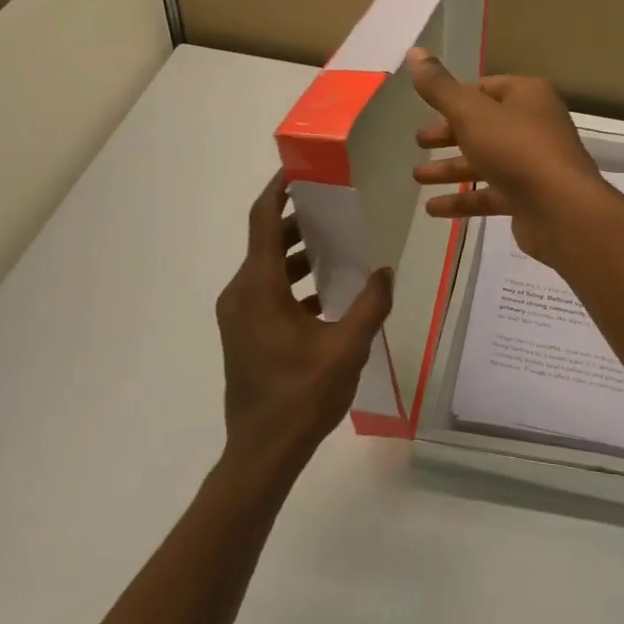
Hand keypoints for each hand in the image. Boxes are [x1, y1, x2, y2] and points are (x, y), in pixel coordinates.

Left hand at [214, 173, 393, 480]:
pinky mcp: (245, 334)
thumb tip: (384, 271)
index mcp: (259, 288)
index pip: (263, 221)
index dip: (278, 191)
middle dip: (298, 220)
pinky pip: (268, 291)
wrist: (262, 453)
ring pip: (268, 268)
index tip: (300, 170)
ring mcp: (240, 316)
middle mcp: (242, 294)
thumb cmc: (301, 396)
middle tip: (334, 205)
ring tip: (337, 245)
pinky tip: (328, 293)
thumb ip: (369, 304)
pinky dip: (294, 281)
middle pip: (266, 241)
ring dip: (298, 253)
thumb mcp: (346, 348)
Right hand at [406, 48, 614, 268]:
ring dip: (451, 168)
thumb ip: (439, 87)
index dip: (456, 97)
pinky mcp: (529, 198)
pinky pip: (490, 194)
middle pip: (484, 125)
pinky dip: (462, 200)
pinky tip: (433, 209)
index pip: (486, 88)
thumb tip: (414, 51)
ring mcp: (533, 164)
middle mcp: (534, 125)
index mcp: (527, 96)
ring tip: (417, 177)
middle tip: (419, 142)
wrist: (561, 209)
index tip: (427, 108)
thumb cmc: (516, 149)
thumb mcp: (471, 112)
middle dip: (449, 134)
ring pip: (485, 161)